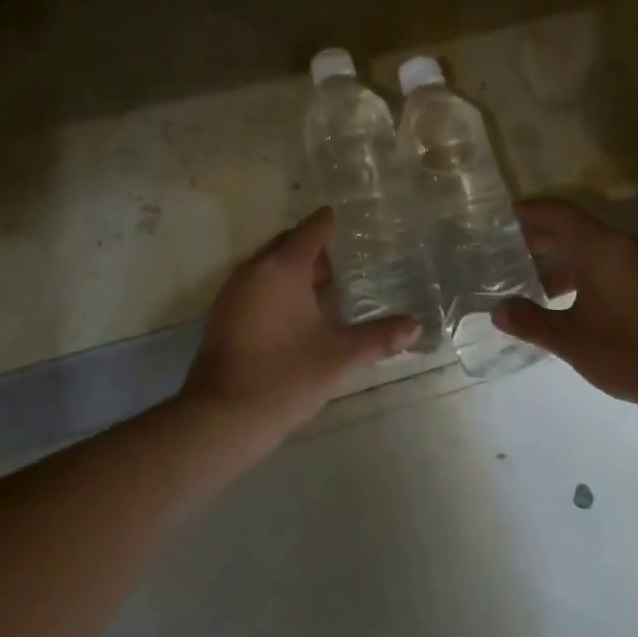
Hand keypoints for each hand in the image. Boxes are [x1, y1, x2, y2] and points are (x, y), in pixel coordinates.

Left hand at [181, 208, 419, 450]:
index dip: (329, 222)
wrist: (221, 416)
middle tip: (345, 261)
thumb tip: (415, 326)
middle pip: (287, 244)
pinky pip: (255, 284)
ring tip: (325, 287)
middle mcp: (255, 269)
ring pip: (269, 265)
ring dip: (294, 269)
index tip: (348, 220)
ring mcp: (233, 291)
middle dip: (313, 248)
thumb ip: (379, 338)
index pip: (311, 230)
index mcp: (283, 267)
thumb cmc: (285, 376)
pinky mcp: (223, 314)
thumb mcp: (339, 356)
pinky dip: (276, 287)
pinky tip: (295, 313)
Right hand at [493, 199, 637, 410]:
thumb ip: (531, 321)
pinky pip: (607, 263)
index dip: (529, 211)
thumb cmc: (629, 350)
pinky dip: (582, 270)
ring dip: (561, 257)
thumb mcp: (570, 339)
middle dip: (539, 237)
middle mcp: (622, 246)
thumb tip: (497, 311)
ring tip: (529, 276)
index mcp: (600, 247)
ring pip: (591, 248)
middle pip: (574, 228)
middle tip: (504, 249)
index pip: (558, 213)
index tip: (501, 217)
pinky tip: (566, 297)